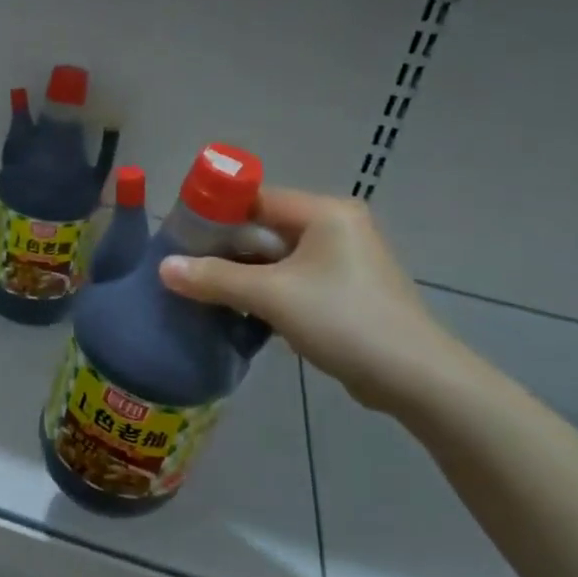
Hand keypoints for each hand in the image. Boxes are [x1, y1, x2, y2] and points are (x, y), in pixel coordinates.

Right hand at [159, 188, 465, 412]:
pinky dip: (265, 291)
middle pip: (265, 228)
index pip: (257, 198)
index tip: (180, 234)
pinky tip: (237, 310)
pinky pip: (293, 280)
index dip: (216, 213)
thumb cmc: (343, 320)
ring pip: (277, 258)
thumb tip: (163, 267)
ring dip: (242, 274)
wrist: (414, 378)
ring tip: (201, 289)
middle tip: (184, 265)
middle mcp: (337, 227)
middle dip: (225, 248)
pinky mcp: (346, 291)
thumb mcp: (271, 296)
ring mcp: (344, 261)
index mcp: (325, 213)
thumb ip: (214, 278)